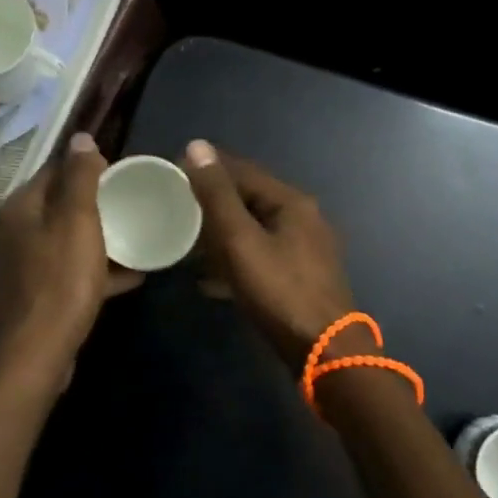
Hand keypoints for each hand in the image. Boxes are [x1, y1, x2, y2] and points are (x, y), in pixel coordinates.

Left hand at [0, 133, 141, 393]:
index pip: (50, 172)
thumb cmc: (61, 281)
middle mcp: (4, 234)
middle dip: (89, 207)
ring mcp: (9, 269)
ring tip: (128, 243)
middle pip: (53, 208)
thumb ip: (80, 177)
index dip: (84, 169)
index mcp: (15, 210)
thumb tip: (81, 136)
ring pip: (57, 243)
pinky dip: (86, 271)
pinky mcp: (21, 299)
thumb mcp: (78, 222)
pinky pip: (59, 274)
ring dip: (90, 241)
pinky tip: (122, 278)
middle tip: (125, 209)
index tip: (116, 176)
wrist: (34, 355)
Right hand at [182, 140, 357, 370]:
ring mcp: (305, 250)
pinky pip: (261, 256)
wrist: (324, 352)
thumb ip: (217, 195)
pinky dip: (236, 260)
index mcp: (291, 202)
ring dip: (222, 234)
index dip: (207, 168)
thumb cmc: (279, 290)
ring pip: (254, 230)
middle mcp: (303, 218)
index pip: (242, 170)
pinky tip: (210, 279)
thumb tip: (197, 146)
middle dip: (213, 202)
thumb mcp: (240, 240)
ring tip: (187, 243)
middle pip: (249, 199)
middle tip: (175, 209)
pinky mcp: (301, 278)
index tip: (173, 172)